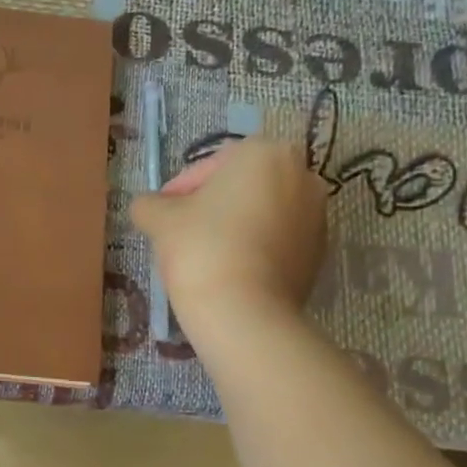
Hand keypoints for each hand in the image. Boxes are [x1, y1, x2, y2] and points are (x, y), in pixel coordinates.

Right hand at [130, 137, 327, 338]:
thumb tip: (147, 206)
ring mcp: (317, 216)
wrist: (245, 314)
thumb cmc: (202, 249)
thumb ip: (149, 204)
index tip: (161, 214)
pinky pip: (277, 241)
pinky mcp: (320, 254)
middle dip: (211, 206)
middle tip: (181, 233)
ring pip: (261, 214)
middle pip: (241, 187)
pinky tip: (229, 272)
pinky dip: (255, 249)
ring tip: (204, 256)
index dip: (179, 189)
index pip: (210, 165)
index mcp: (265, 152)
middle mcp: (301, 175)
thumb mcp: (160, 220)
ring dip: (234, 227)